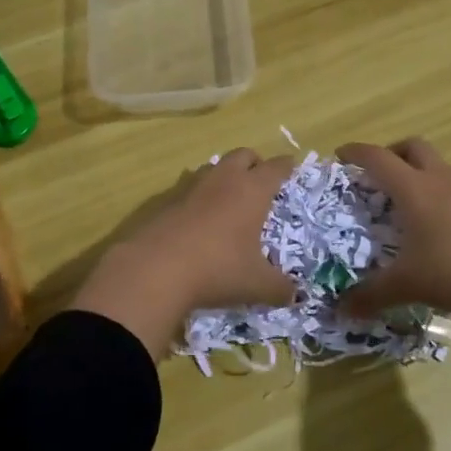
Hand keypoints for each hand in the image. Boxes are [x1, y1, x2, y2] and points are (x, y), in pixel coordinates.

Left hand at [74, 148, 296, 357]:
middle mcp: (224, 180)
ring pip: (215, 167)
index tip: (292, 166)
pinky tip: (201, 217)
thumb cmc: (217, 269)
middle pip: (243, 154)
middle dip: (255, 162)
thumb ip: (280, 288)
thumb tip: (295, 295)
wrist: (156, 269)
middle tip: (262, 180)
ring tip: (231, 197)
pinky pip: (191, 187)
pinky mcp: (167, 200)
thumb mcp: (256, 285)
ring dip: (226, 175)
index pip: (275, 168)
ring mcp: (193, 187)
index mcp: (252, 190)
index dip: (286, 166)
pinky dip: (201, 195)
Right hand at [336, 138, 450, 384]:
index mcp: (413, 188)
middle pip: (412, 147)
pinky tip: (434, 227)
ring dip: (417, 173)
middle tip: (376, 177)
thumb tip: (340, 310)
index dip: (355, 152)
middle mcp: (439, 180)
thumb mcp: (407, 285)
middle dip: (391, 154)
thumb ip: (371, 295)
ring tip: (403, 204)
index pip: (377, 157)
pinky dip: (437, 194)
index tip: (339, 156)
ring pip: (436, 165)